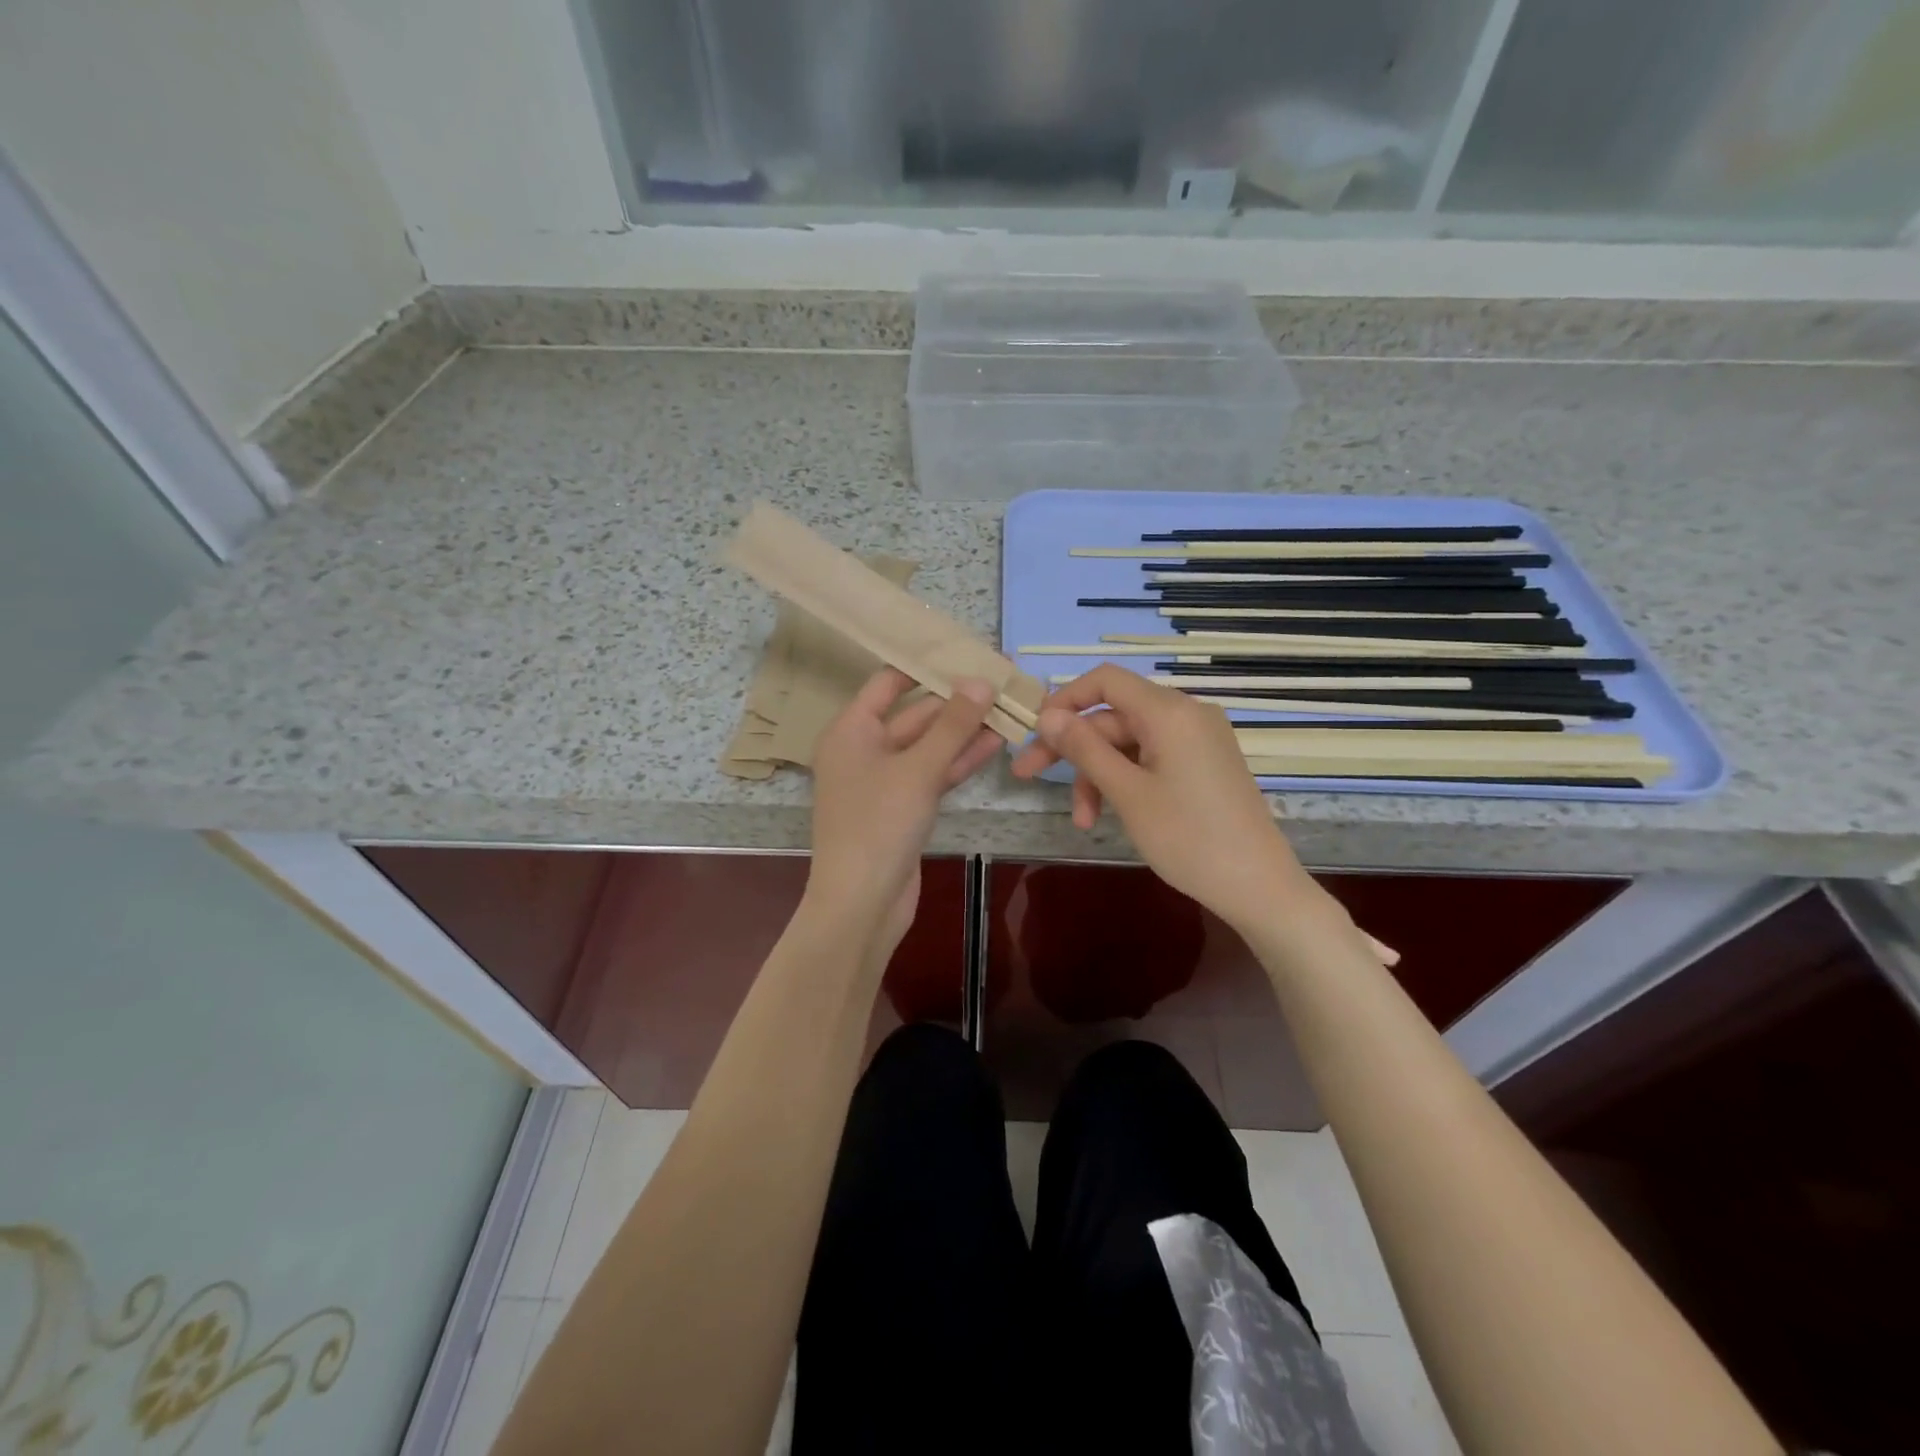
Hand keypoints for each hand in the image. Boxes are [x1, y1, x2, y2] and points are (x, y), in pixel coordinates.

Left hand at [807, 668, 1002, 952]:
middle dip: (956, 702)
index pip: (889, 683)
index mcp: (851, 731)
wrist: (862, 904)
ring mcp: (885, 781)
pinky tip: (995, 744)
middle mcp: (864, 750)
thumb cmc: (879, 825)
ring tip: (1008, 709)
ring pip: (929, 747)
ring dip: (964, 732)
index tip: (965, 652)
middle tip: (1001, 682)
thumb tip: (981, 680)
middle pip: (915, 715)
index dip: (926, 666)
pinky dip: (959, 761)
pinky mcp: (903, 808)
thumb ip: (952, 725)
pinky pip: (933, 774)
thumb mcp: (918, 769)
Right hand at [1010, 665, 1309, 932]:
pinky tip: (1110, 814)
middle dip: (1073, 748)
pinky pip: (1152, 758)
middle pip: (1113, 716)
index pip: (1106, 681)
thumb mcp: (1127, 793)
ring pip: (1129, 743)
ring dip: (1099, 774)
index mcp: (1169, 712)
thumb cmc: (1188, 838)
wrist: (1258, 886)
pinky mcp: (1204, 764)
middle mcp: (1186, 714)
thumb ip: (1084, 749)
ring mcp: (1198, 740)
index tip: (1034, 732)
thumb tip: (1047, 715)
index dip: (1065, 700)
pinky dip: (1126, 780)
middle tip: (1028, 777)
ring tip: (1084, 820)